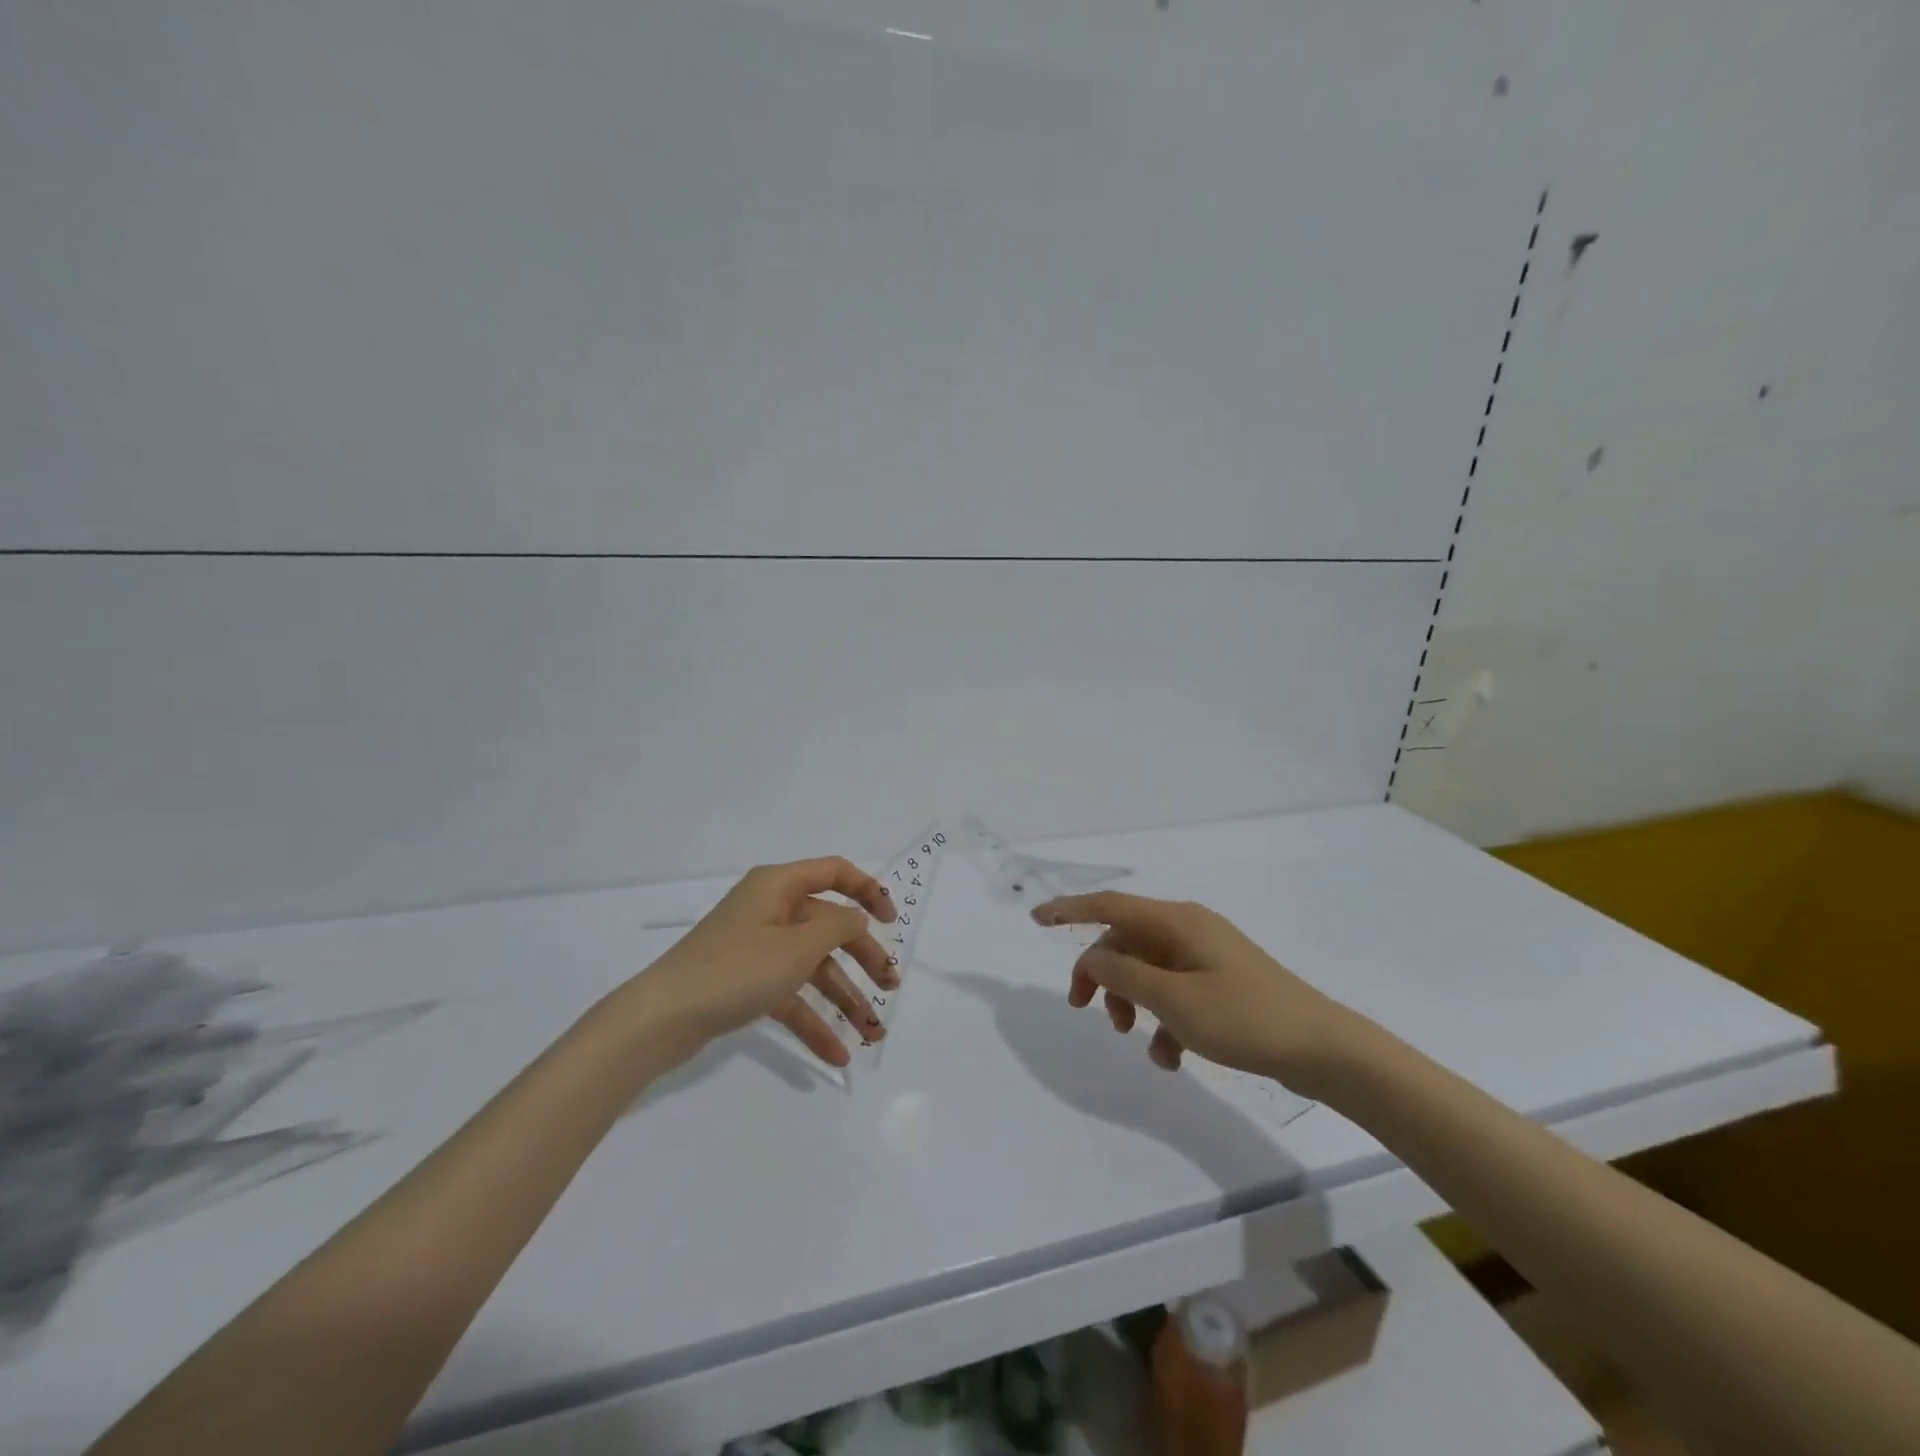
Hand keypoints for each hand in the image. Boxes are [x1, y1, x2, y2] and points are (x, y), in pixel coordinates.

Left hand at [626, 857, 898, 1067]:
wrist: (662, 1019)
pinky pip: (791, 995)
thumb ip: (837, 927)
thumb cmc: (736, 969)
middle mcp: (770, 911)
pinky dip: (813, 1020)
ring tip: (872, 1035)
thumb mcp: (797, 946)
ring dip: (843, 998)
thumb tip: (857, 917)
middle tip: (890, 987)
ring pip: (813, 967)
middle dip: (862, 958)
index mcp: (779, 886)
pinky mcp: (747, 983)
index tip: (893, 920)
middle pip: (829, 926)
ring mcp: (757, 948)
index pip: (834, 872)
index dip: (868, 890)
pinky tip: (837, 1053)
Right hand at [1034, 891, 1367, 1095]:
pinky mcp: (1222, 984)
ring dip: (1132, 1001)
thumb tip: (1091, 957)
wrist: (1324, 1050)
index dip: (1070, 909)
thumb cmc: (1244, 1017)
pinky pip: (1175, 992)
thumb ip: (1123, 975)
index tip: (1036, 919)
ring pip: (1148, 970)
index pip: (1110, 905)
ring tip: (1134, 1038)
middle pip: (1126, 941)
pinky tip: (1172, 1058)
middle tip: (1084, 1009)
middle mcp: (1190, 930)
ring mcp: (1208, 957)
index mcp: (1177, 922)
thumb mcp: (1173, 1000)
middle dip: (1101, 973)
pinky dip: (1163, 1020)